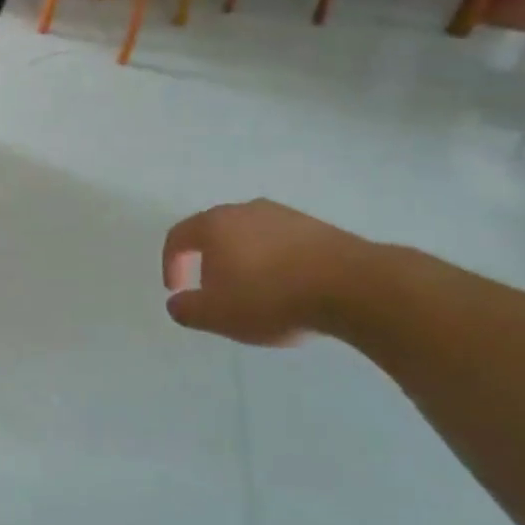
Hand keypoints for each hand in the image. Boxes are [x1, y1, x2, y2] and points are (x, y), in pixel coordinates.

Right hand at [161, 199, 371, 345]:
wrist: (353, 287)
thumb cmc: (271, 297)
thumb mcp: (217, 315)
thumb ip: (187, 309)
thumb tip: (177, 303)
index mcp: (215, 225)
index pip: (178, 236)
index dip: (171, 263)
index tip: (177, 290)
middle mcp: (246, 210)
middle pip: (214, 232)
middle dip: (207, 262)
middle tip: (213, 292)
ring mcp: (284, 215)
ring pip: (249, 236)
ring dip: (242, 261)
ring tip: (253, 293)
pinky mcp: (317, 227)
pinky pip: (280, 242)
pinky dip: (273, 262)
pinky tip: (286, 289)